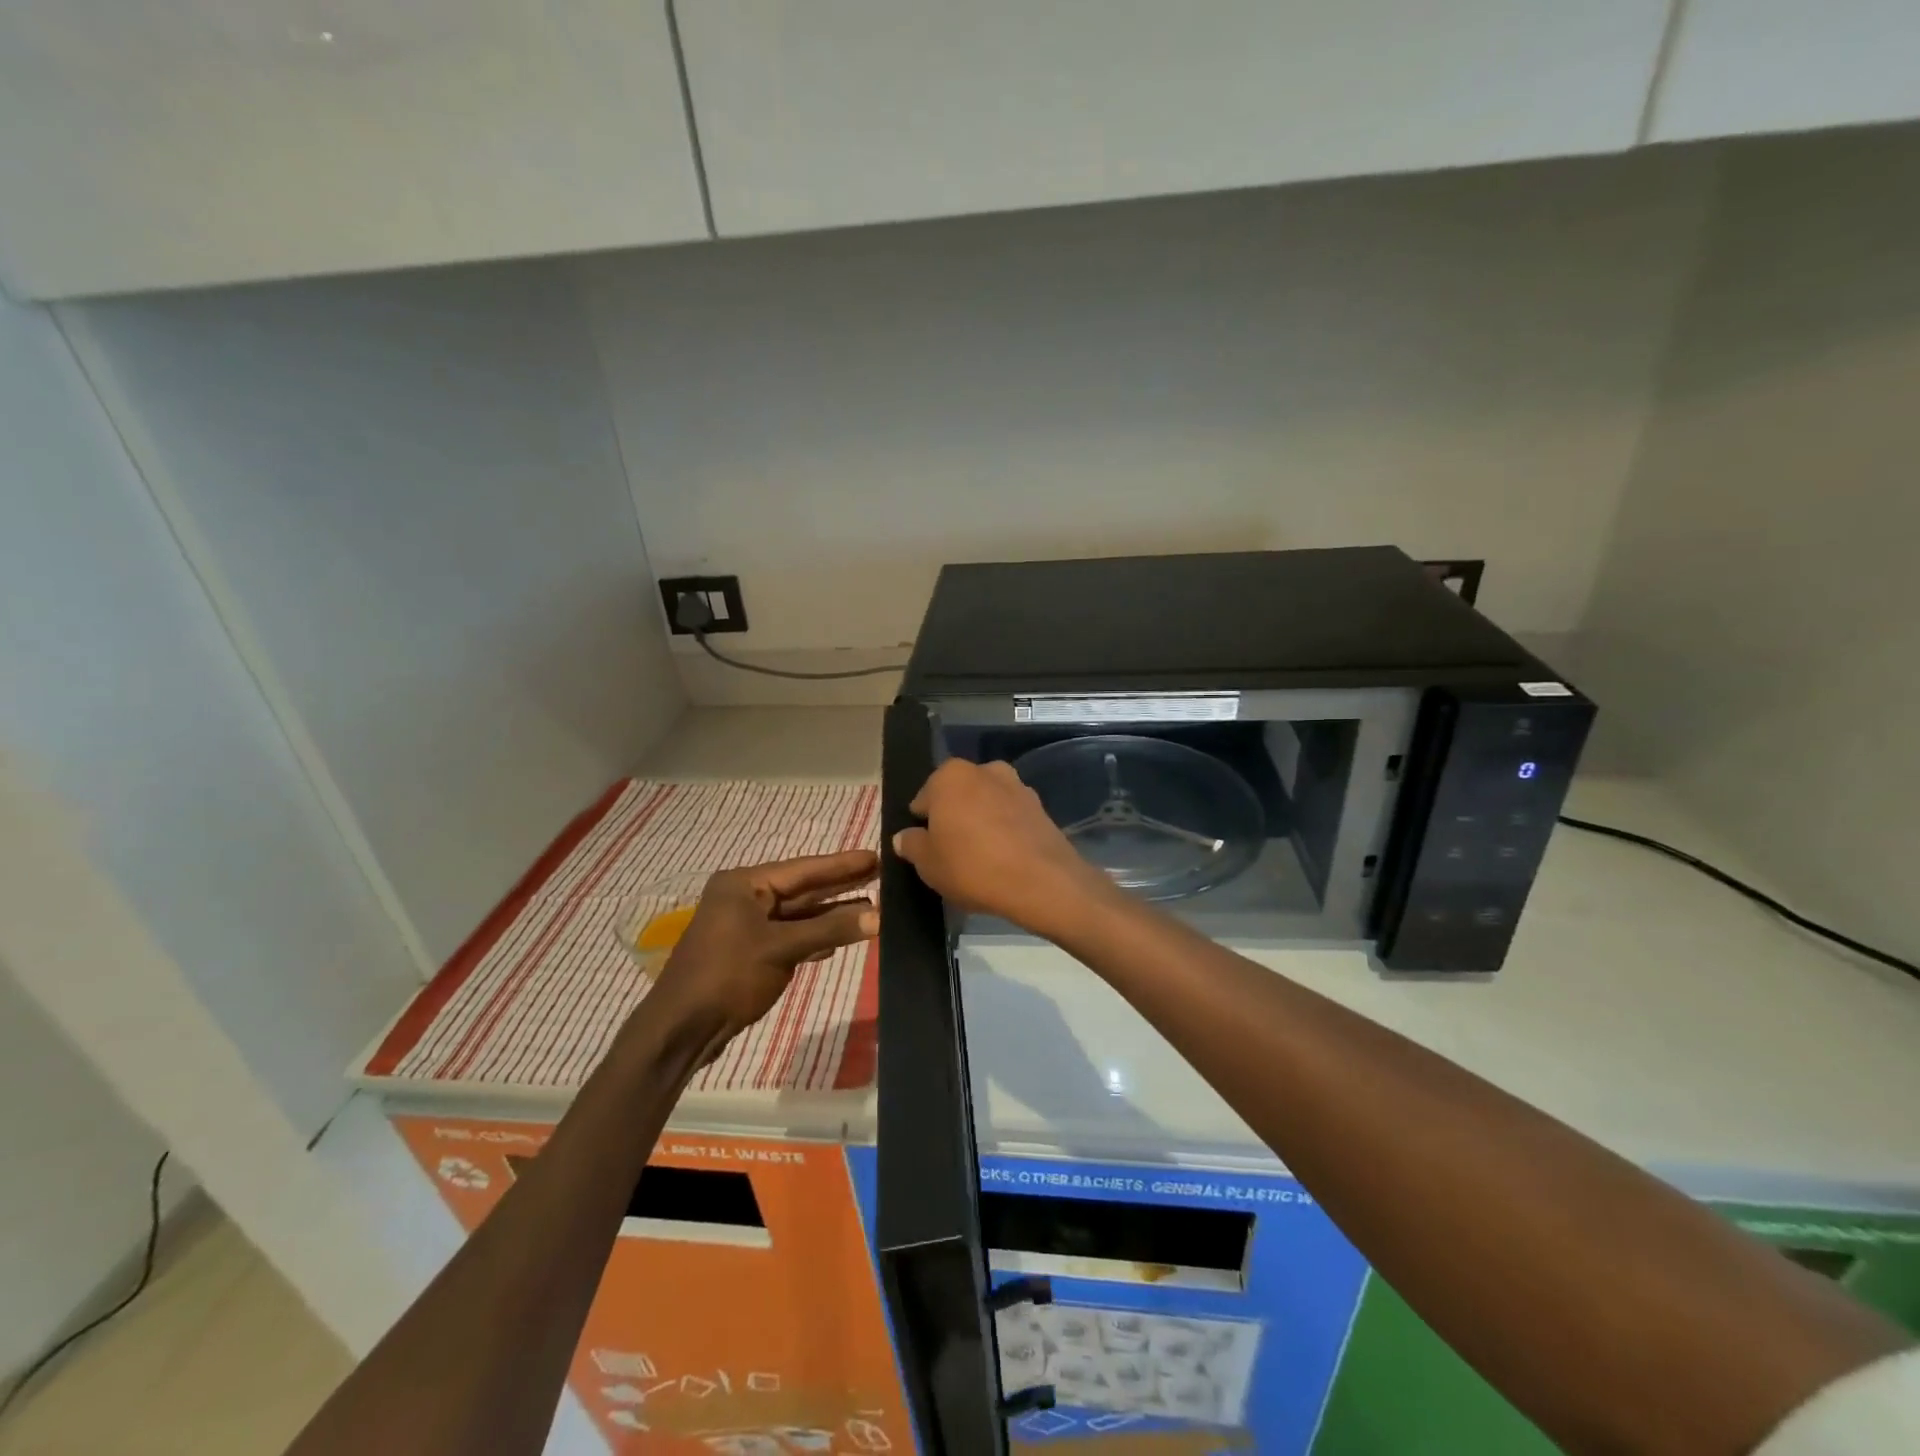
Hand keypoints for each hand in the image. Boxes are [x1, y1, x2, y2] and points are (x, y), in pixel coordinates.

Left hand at [644, 850, 879, 1061]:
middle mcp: (745, 899)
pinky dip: (816, 936)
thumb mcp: (781, 948)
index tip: (875, 855)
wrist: (681, 1030)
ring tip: (873, 906)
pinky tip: (842, 936)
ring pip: (799, 915)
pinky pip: (791, 936)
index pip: (803, 869)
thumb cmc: (727, 977)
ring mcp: (747, 927)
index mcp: (743, 884)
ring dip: (832, 914)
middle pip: (802, 890)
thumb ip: (830, 929)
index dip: (841, 864)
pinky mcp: (751, 953)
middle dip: (840, 886)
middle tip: (881, 875)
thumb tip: (879, 916)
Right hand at [892, 759, 1116, 935]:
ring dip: (980, 820)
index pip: (924, 798)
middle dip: (953, 816)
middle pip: (958, 794)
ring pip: (986, 802)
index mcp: (950, 776)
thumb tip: (904, 837)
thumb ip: (912, 845)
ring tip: (979, 856)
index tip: (926, 846)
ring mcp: (1016, 785)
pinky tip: (1004, 857)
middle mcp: (983, 770)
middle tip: (950, 852)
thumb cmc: (972, 867)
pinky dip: (1004, 829)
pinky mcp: (1039, 805)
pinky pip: (1010, 816)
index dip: (922, 823)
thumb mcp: (928, 864)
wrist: (1041, 881)